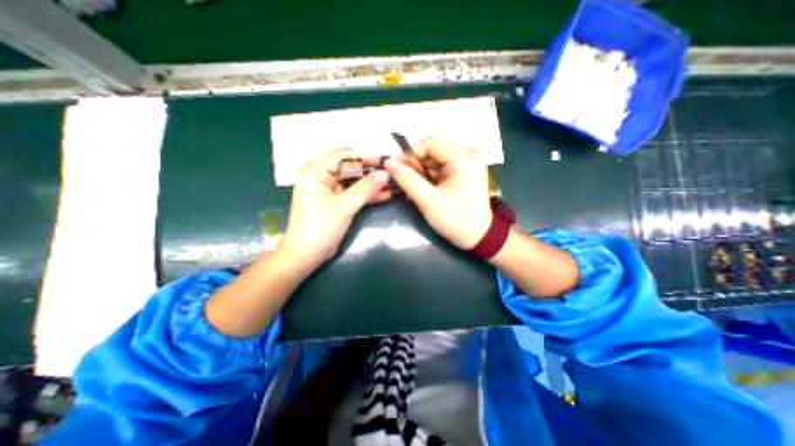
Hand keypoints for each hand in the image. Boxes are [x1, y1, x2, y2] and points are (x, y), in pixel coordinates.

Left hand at [280, 149, 390, 268]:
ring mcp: (330, 190)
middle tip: (390, 172)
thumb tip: (385, 174)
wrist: (307, 255)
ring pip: (354, 181)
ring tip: (391, 184)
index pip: (341, 157)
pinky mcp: (337, 201)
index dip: (363, 156)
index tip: (383, 159)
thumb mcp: (344, 207)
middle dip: (370, 171)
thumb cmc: (320, 229)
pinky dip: (367, 195)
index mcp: (315, 172)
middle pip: (349, 168)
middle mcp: (321, 177)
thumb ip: (365, 189)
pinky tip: (384, 195)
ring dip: (371, 184)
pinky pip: (354, 193)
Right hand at [384, 136, 491, 247]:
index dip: (410, 152)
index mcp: (464, 159)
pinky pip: (441, 169)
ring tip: (409, 185)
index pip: (432, 143)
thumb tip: (388, 162)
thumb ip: (407, 179)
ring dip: (420, 171)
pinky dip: (429, 177)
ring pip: (436, 160)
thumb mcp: (428, 201)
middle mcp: (468, 156)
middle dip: (415, 164)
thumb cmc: (455, 221)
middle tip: (400, 178)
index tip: (395, 166)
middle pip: (434, 150)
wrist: (480, 239)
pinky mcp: (464, 174)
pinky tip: (420, 188)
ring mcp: (467, 165)